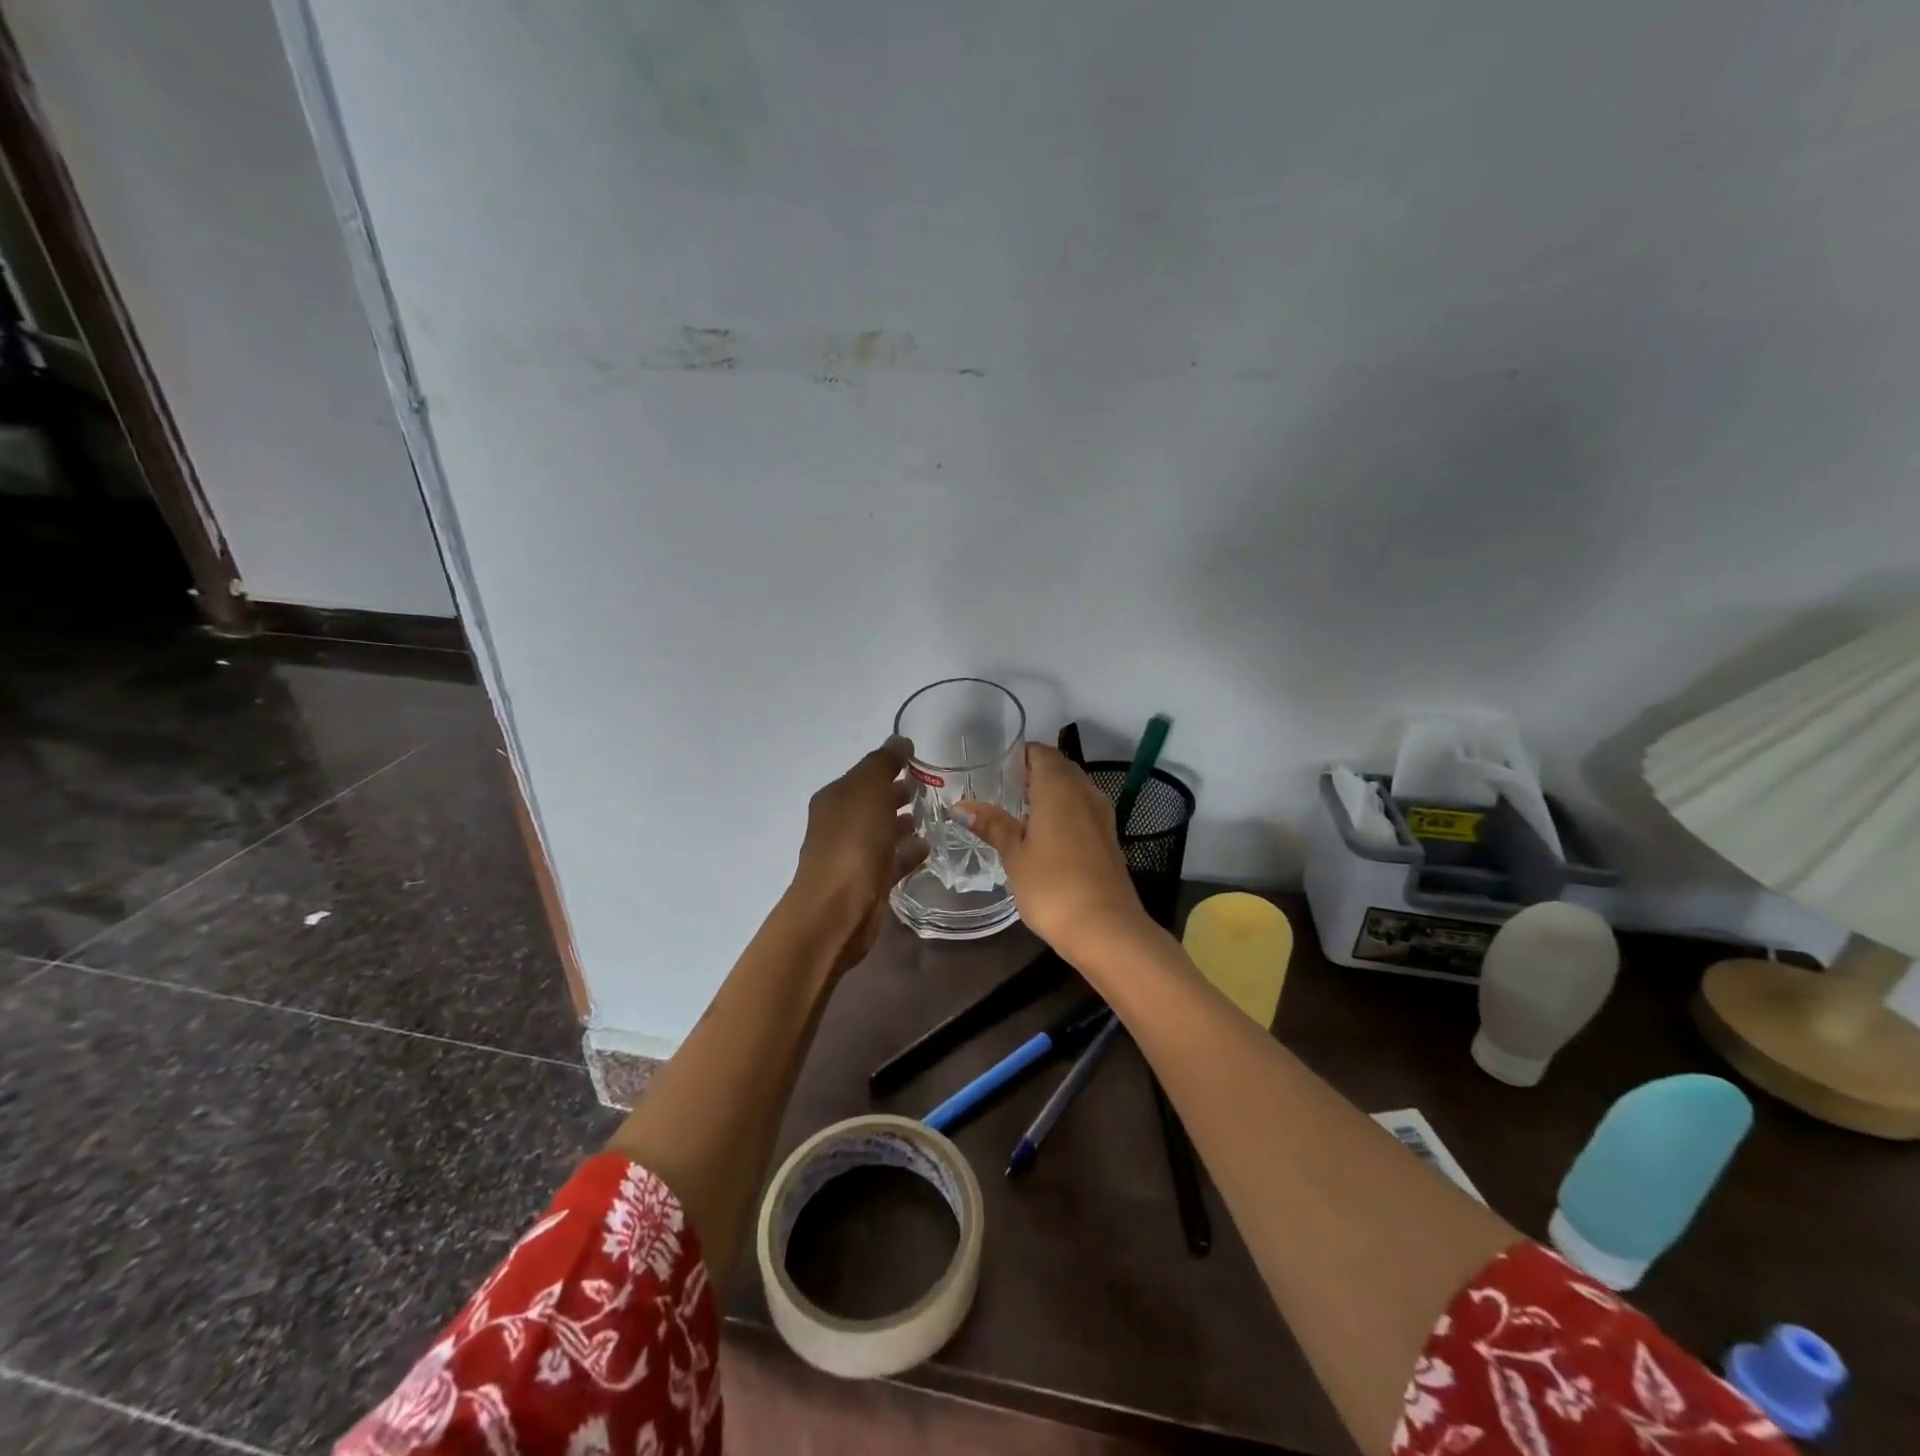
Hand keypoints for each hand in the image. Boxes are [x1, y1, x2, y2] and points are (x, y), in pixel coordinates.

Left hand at [789, 736, 927, 974]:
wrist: (838, 909)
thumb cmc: (852, 842)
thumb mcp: (869, 791)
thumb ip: (884, 763)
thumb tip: (899, 739)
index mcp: (835, 798)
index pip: (864, 773)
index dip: (889, 764)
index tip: (919, 760)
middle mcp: (840, 824)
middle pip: (872, 802)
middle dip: (897, 793)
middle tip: (930, 788)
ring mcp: (853, 855)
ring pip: (882, 831)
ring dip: (903, 823)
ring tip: (933, 816)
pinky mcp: (869, 882)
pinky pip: (892, 860)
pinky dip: (908, 852)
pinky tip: (928, 848)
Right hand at [957, 744, 1151, 956]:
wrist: (1105, 928)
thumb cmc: (1052, 884)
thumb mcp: (1014, 854)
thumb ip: (992, 825)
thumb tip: (961, 806)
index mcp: (1059, 785)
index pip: (1041, 752)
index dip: (1020, 755)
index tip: (996, 767)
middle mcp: (1085, 791)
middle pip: (1060, 768)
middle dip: (1034, 773)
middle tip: (1003, 789)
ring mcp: (1102, 815)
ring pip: (1074, 790)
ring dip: (1051, 794)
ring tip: (1020, 812)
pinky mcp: (1109, 839)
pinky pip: (1084, 811)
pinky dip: (1065, 814)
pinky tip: (1046, 836)